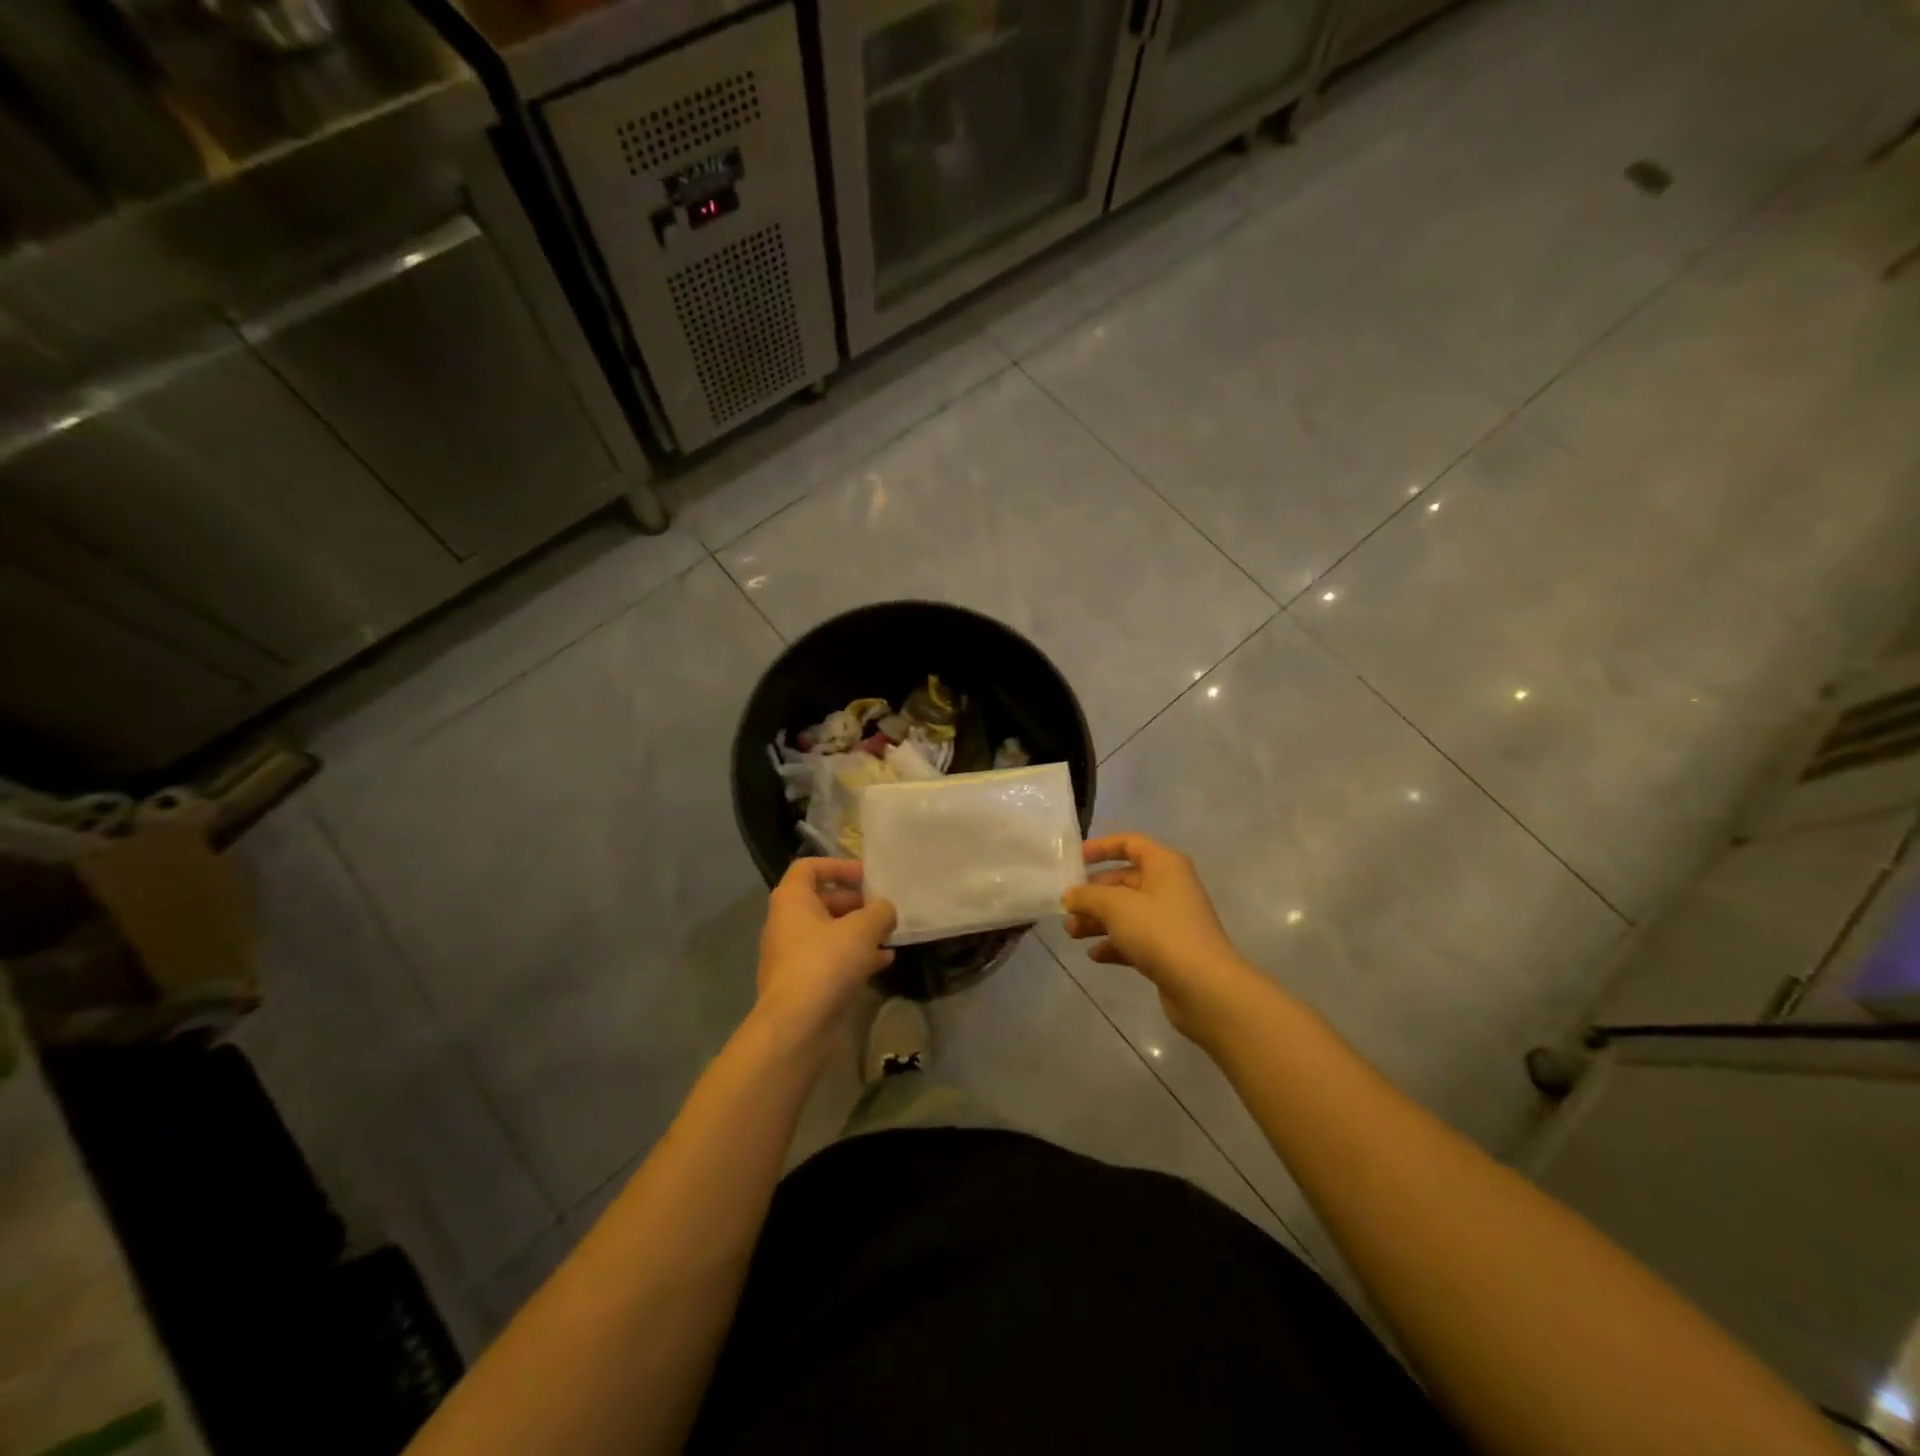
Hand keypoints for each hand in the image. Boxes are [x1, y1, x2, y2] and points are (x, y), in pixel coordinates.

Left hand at [755, 858, 896, 1046]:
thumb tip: (886, 910)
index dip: (839, 866)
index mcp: (791, 900)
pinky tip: (884, 962)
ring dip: (859, 932)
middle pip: (823, 901)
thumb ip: (879, 912)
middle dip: (856, 903)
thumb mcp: (862, 929)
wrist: (796, 1027)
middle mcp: (786, 923)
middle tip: (884, 910)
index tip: (867, 877)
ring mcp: (793, 955)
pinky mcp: (804, 983)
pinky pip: (831, 960)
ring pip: (829, 933)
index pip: (809, 868)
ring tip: (889, 935)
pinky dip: (855, 957)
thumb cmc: (825, 964)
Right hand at [1062, 833, 1262, 1039]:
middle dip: (1093, 894)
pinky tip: (1094, 955)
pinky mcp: (1169, 950)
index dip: (1101, 847)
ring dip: (1098, 920)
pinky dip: (1114, 944)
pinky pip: (1135, 939)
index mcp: (1164, 865)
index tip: (1074, 860)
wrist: (1204, 988)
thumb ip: (1088, 895)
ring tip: (1071, 933)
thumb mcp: (1116, 906)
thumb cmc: (1160, 932)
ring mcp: (1171, 921)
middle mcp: (1169, 887)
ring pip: (1126, 912)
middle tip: (1066, 908)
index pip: (1130, 843)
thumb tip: (1070, 895)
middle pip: (1124, 881)